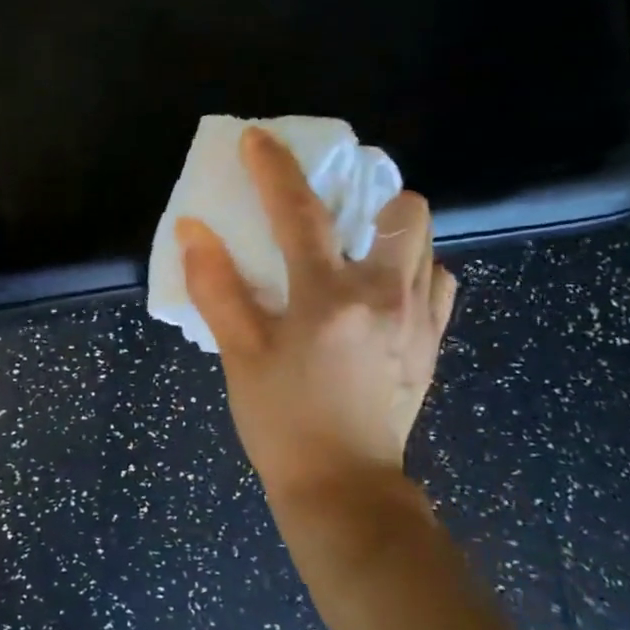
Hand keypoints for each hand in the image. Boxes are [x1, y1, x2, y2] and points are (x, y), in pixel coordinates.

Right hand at [178, 127, 455, 498]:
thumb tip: (193, 229)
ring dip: (391, 232)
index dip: (274, 168)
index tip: (257, 139)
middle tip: (332, 211)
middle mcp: (385, 295)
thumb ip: (216, 287)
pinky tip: (380, 293)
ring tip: (355, 251)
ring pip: (426, 243)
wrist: (344, 491)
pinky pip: (437, 284)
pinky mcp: (431, 344)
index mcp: (328, 296)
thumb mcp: (239, 355)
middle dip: (368, 195)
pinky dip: (412, 272)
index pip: (300, 211)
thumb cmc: (282, 422)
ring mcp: (418, 320)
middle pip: (402, 209)